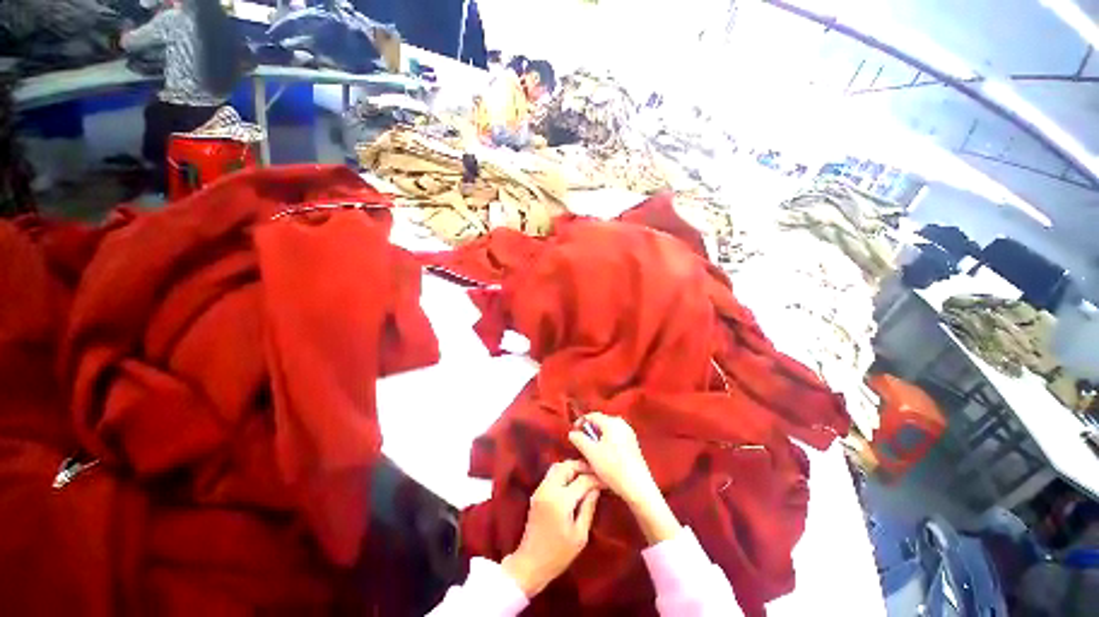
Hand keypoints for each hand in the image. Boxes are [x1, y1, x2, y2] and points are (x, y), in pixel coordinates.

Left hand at [501, 460, 600, 596]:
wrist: (531, 563)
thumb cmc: (559, 555)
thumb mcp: (580, 535)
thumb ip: (588, 508)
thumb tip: (596, 489)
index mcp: (561, 500)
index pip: (582, 480)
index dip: (596, 479)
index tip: (607, 481)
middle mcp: (549, 489)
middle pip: (567, 466)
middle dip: (582, 466)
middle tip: (596, 472)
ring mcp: (540, 489)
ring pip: (558, 467)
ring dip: (572, 467)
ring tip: (586, 475)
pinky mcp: (537, 492)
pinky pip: (551, 474)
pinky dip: (563, 472)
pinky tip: (573, 481)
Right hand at [568, 413, 680, 544]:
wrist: (638, 488)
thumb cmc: (613, 468)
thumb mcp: (591, 453)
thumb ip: (579, 439)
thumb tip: (572, 433)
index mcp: (612, 422)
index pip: (592, 415)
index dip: (580, 422)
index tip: (574, 432)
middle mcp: (622, 424)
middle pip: (601, 422)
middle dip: (590, 431)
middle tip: (582, 443)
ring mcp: (629, 434)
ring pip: (608, 431)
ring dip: (598, 438)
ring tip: (591, 451)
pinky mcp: (633, 445)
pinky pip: (615, 438)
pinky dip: (607, 443)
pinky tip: (604, 457)